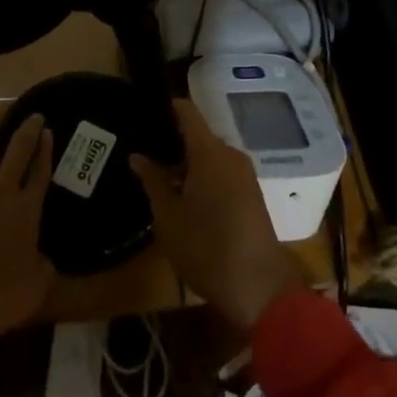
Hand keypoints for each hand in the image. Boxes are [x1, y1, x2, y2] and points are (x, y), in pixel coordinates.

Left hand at [0, 114, 57, 343]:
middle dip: (27, 131)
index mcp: (26, 209)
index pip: (40, 171)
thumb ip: (44, 267)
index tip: (47, 131)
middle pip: (17, 150)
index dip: (46, 150)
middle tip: (33, 117)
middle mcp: (0, 192)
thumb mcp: (35, 289)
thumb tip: (45, 259)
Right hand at [131, 102, 304, 329]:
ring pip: (211, 155)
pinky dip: (204, 174)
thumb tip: (137, 156)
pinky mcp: (252, 193)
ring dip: (188, 162)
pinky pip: (223, 170)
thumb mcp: (169, 218)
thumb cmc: (206, 249)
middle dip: (173, 141)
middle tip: (145, 151)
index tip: (146, 111)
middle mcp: (230, 155)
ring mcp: (245, 174)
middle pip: (199, 135)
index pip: (188, 113)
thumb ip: (153, 182)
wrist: (259, 288)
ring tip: (160, 175)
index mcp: (209, 153)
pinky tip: (185, 194)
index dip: (168, 107)